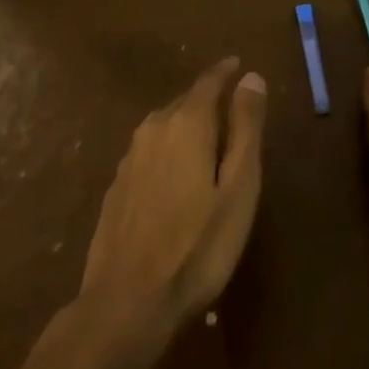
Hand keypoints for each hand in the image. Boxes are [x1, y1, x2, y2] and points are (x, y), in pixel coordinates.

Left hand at [78, 57, 267, 355]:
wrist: (125, 304)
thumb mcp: (238, 188)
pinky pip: (149, 152)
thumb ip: (246, 128)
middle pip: (185, 102)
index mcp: (186, 123)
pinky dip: (168, 152)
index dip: (225, 72)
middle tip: (230, 110)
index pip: (208, 82)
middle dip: (208, 101)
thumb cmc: (196, 246)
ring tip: (207, 142)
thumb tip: (251, 77)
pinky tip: (175, 177)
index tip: (238, 65)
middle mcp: (154, 128)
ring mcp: (130, 158)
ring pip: (164, 127)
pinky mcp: (116, 187)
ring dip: (186, 126)